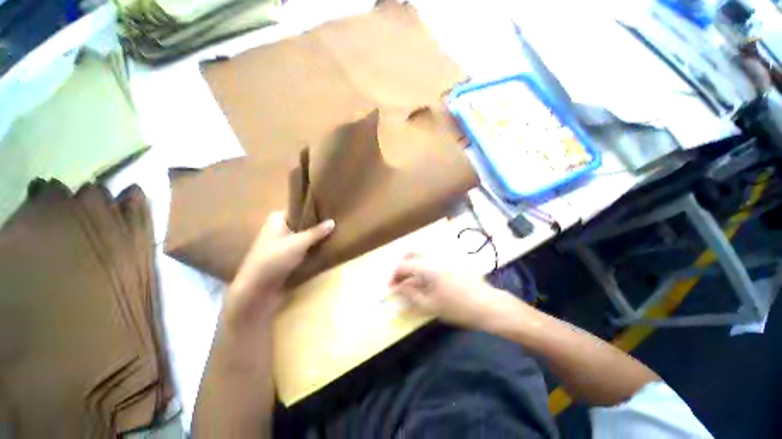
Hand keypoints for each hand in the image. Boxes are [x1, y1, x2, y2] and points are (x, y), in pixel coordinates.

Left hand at [223, 212, 334, 330]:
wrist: (257, 289)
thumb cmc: (275, 259)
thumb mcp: (299, 243)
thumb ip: (317, 232)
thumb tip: (332, 222)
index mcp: (277, 219)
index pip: (298, 209)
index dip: (313, 209)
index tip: (329, 210)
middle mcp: (277, 228)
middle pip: (301, 223)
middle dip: (316, 225)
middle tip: (334, 223)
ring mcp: (280, 243)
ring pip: (302, 236)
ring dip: (314, 237)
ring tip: (332, 234)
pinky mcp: (283, 256)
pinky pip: (300, 248)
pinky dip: (310, 247)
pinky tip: (323, 247)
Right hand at [389, 253, 526, 331]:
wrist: (488, 305)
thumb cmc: (458, 307)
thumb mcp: (430, 305)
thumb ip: (410, 294)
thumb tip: (396, 288)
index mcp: (428, 266)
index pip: (403, 265)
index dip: (394, 276)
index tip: (391, 288)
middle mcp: (435, 256)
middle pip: (411, 253)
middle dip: (402, 265)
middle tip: (401, 281)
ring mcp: (445, 255)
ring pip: (422, 252)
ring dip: (413, 263)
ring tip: (413, 279)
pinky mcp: (452, 258)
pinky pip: (432, 256)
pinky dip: (424, 263)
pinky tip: (428, 277)